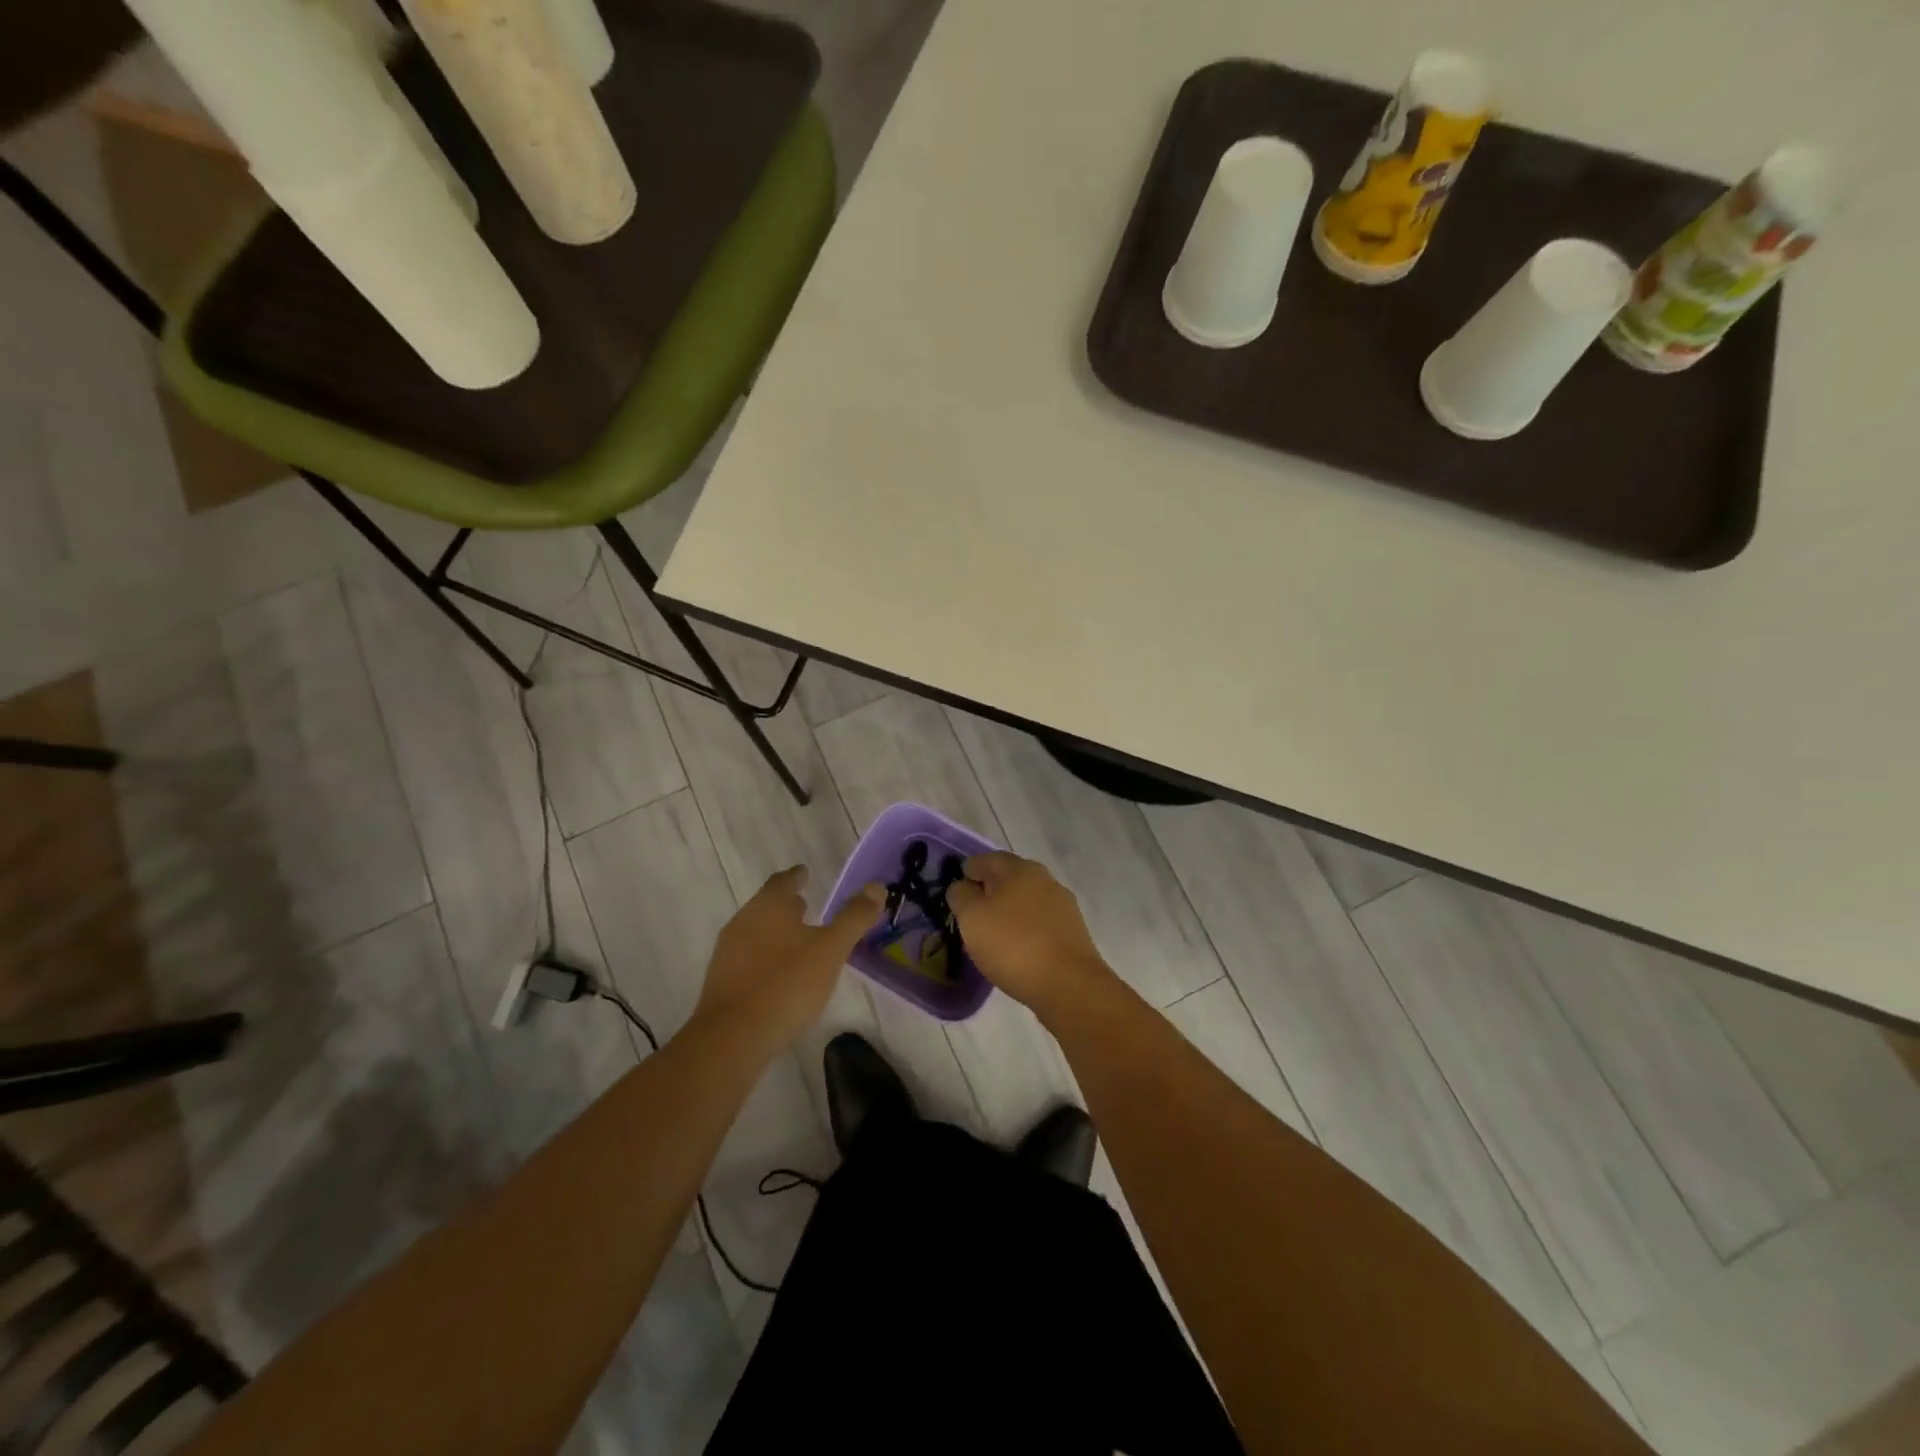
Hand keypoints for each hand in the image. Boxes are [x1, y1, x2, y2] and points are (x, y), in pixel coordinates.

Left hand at [698, 867, 881, 1051]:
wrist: (733, 1036)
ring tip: (796, 939)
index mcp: (769, 906)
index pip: (783, 881)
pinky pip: (747, 957)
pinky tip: (778, 973)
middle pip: (766, 904)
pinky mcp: (720, 981)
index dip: (797, 876)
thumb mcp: (831, 949)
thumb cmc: (788, 983)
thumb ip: (853, 917)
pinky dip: (764, 955)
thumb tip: (877, 887)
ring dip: (775, 930)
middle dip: (785, 904)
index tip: (806, 873)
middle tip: (806, 905)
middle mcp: (744, 921)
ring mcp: (728, 952)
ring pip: (755, 930)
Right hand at [946, 852, 1115, 1016]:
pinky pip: (1040, 921)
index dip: (966, 874)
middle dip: (988, 892)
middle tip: (971, 916)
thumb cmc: (1013, 945)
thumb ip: (961, 895)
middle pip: (1008, 878)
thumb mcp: (972, 918)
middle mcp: (1044, 878)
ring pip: (1026, 900)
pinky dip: (1025, 929)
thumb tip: (963, 886)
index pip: (984, 860)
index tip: (956, 898)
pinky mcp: (1072, 930)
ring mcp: (1062, 904)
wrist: (1069, 984)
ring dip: (1008, 911)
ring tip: (993, 936)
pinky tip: (1017, 949)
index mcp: (1018, 868)